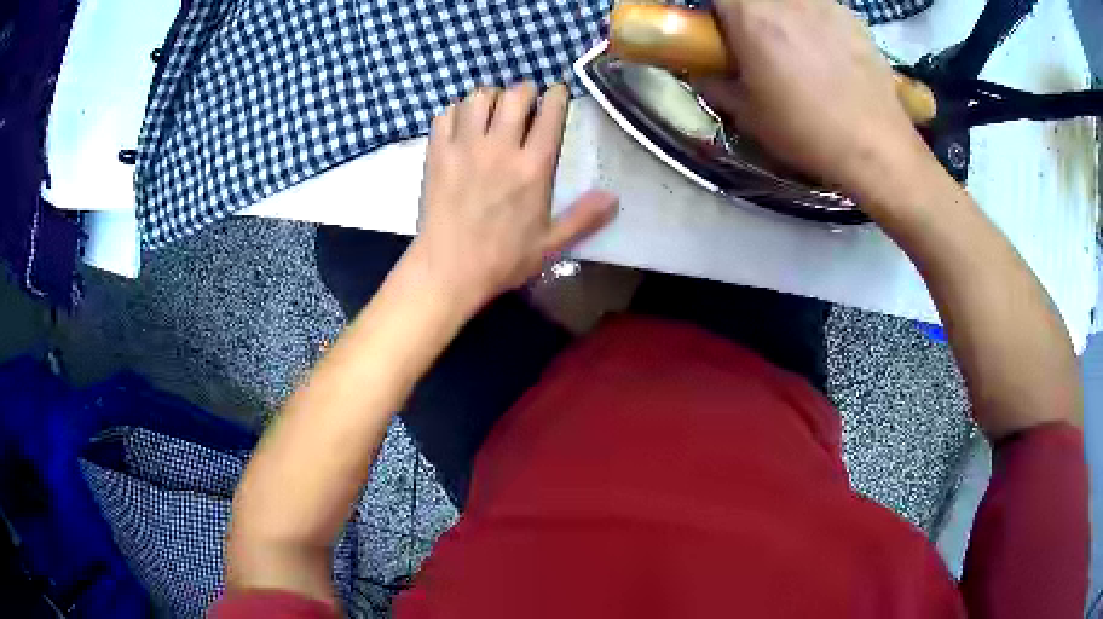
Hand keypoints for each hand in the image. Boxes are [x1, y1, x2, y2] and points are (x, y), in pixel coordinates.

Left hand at [411, 83, 618, 306]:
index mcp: (533, 167)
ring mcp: (464, 147)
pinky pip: (445, 114)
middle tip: (526, 99)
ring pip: (478, 98)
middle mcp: (500, 148)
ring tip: (493, 108)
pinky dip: (456, 111)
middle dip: (524, 90)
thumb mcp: (551, 245)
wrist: (448, 270)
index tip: (557, 93)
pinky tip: (462, 123)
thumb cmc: (502, 260)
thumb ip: (583, 218)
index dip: (556, 96)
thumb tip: (614, 197)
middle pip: (514, 95)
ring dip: (489, 97)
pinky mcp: (437, 154)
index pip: (549, 114)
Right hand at [698, 0, 930, 197]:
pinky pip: (821, 6)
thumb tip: (701, 72)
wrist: (875, 147)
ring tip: (796, 42)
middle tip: (756, 36)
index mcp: (751, 16)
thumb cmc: (806, 131)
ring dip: (784, 12)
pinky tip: (827, 49)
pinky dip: (815, 18)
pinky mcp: (852, 16)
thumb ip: (716, 84)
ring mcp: (823, 3)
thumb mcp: (748, 114)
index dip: (716, 9)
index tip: (719, 28)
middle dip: (750, 10)